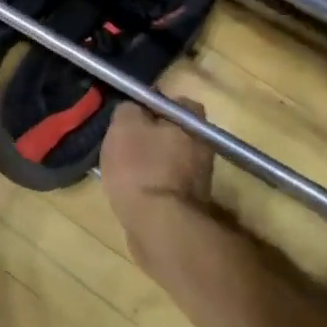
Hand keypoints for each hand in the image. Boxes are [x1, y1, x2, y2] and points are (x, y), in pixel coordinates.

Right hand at [100, 96, 216, 237]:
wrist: (158, 223)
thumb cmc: (140, 166)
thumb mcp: (124, 125)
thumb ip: (129, 109)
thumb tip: (133, 108)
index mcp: (193, 122)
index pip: (175, 103)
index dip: (151, 106)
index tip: (130, 116)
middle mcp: (203, 146)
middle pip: (173, 133)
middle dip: (151, 136)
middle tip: (123, 142)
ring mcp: (199, 178)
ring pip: (169, 159)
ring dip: (150, 162)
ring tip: (122, 169)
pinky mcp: (188, 203)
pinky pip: (165, 184)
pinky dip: (150, 184)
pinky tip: (131, 190)